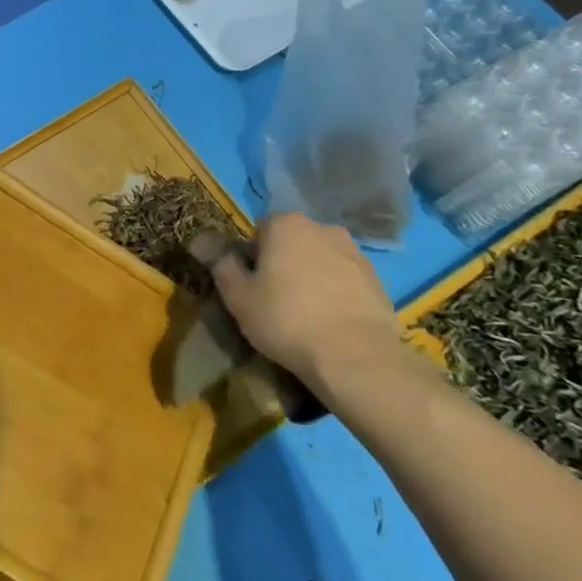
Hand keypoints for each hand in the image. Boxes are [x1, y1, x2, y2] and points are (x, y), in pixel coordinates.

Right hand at [207, 214, 410, 403]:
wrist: (355, 356)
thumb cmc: (286, 320)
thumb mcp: (238, 298)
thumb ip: (222, 266)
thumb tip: (204, 243)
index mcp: (286, 224)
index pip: (259, 230)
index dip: (252, 257)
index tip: (252, 285)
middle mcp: (322, 227)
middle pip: (292, 241)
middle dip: (284, 263)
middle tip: (276, 300)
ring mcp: (355, 252)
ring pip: (321, 259)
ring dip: (312, 276)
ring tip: (306, 314)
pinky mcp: (377, 279)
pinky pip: (345, 279)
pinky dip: (336, 293)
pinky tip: (331, 322)